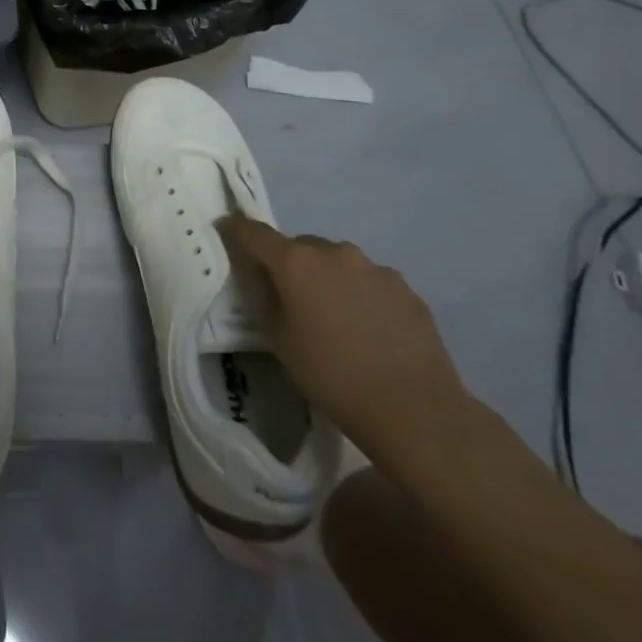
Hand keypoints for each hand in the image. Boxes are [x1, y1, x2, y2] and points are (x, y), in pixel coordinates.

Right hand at [215, 215, 471, 460]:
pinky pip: (369, 282)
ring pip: (337, 263)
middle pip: (299, 246)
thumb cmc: (333, 376)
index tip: (225, 231)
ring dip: (327, 278)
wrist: (416, 411)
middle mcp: (334, 252)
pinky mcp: (406, 289)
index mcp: (295, 261)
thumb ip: (263, 298)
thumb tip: (261, 278)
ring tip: (333, 317)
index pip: (253, 231)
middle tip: (288, 296)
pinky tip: (367, 330)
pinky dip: (360, 295)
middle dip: (289, 264)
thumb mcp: (279, 340)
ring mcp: (375, 268)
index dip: (235, 229)